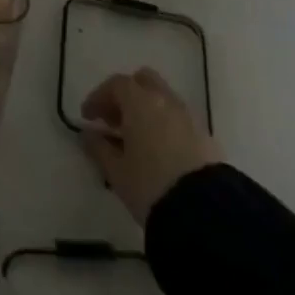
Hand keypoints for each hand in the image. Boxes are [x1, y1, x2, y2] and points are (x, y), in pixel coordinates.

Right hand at [80, 67, 223, 224]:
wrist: (205, 213)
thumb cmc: (150, 186)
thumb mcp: (116, 171)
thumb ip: (99, 148)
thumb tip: (89, 134)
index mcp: (140, 102)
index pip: (116, 85)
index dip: (99, 97)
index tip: (88, 117)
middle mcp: (165, 100)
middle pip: (143, 81)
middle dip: (126, 95)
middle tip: (114, 119)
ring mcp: (189, 117)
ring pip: (164, 99)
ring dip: (147, 109)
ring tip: (137, 138)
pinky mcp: (206, 137)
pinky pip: (180, 119)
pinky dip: (166, 124)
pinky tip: (160, 150)